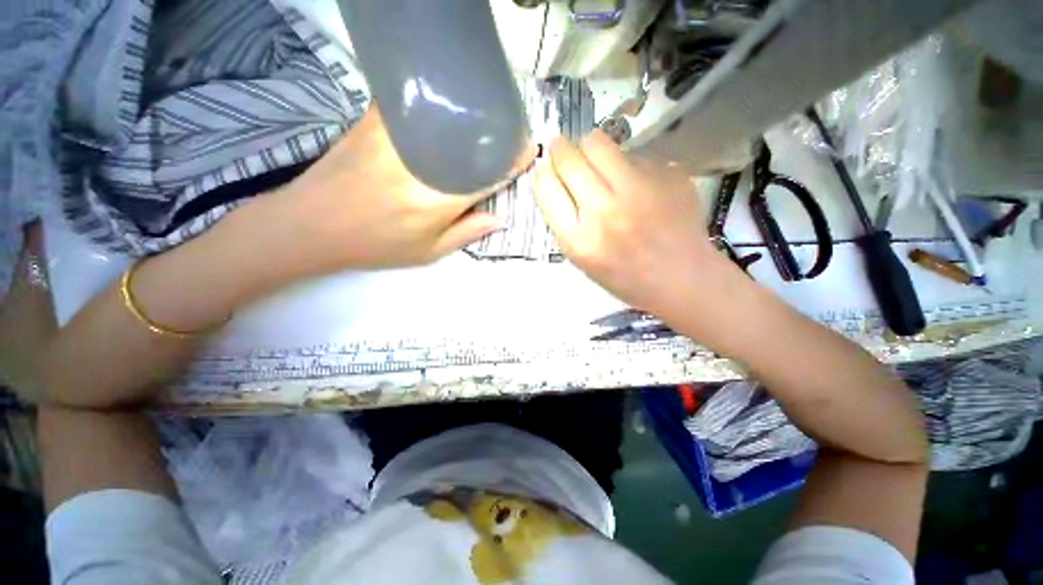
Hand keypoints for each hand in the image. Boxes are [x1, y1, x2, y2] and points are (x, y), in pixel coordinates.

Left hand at [259, 106, 513, 277]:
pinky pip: (419, 104)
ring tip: (481, 127)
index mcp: (436, 200)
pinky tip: (448, 116)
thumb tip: (500, 218)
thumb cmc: (375, 246)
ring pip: (448, 114)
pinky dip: (441, 107)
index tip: (527, 151)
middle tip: (506, 139)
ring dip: (471, 118)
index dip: (512, 159)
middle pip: (472, 136)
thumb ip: (467, 233)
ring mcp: (395, 134)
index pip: (487, 172)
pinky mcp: (375, 118)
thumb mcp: (427, 253)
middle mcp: (420, 161)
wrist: (310, 224)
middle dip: (497, 135)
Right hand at [534, 131, 734, 317]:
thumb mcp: (582, 258)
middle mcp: (605, 210)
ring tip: (602, 169)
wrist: (682, 278)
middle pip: (569, 157)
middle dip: (561, 150)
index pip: (545, 185)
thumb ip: (564, 220)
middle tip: (566, 153)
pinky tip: (639, 186)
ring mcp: (640, 189)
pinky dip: (628, 164)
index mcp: (579, 239)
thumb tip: (552, 174)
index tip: (548, 170)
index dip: (543, 173)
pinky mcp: (668, 174)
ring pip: (599, 143)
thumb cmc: (624, 275)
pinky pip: (634, 153)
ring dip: (592, 150)